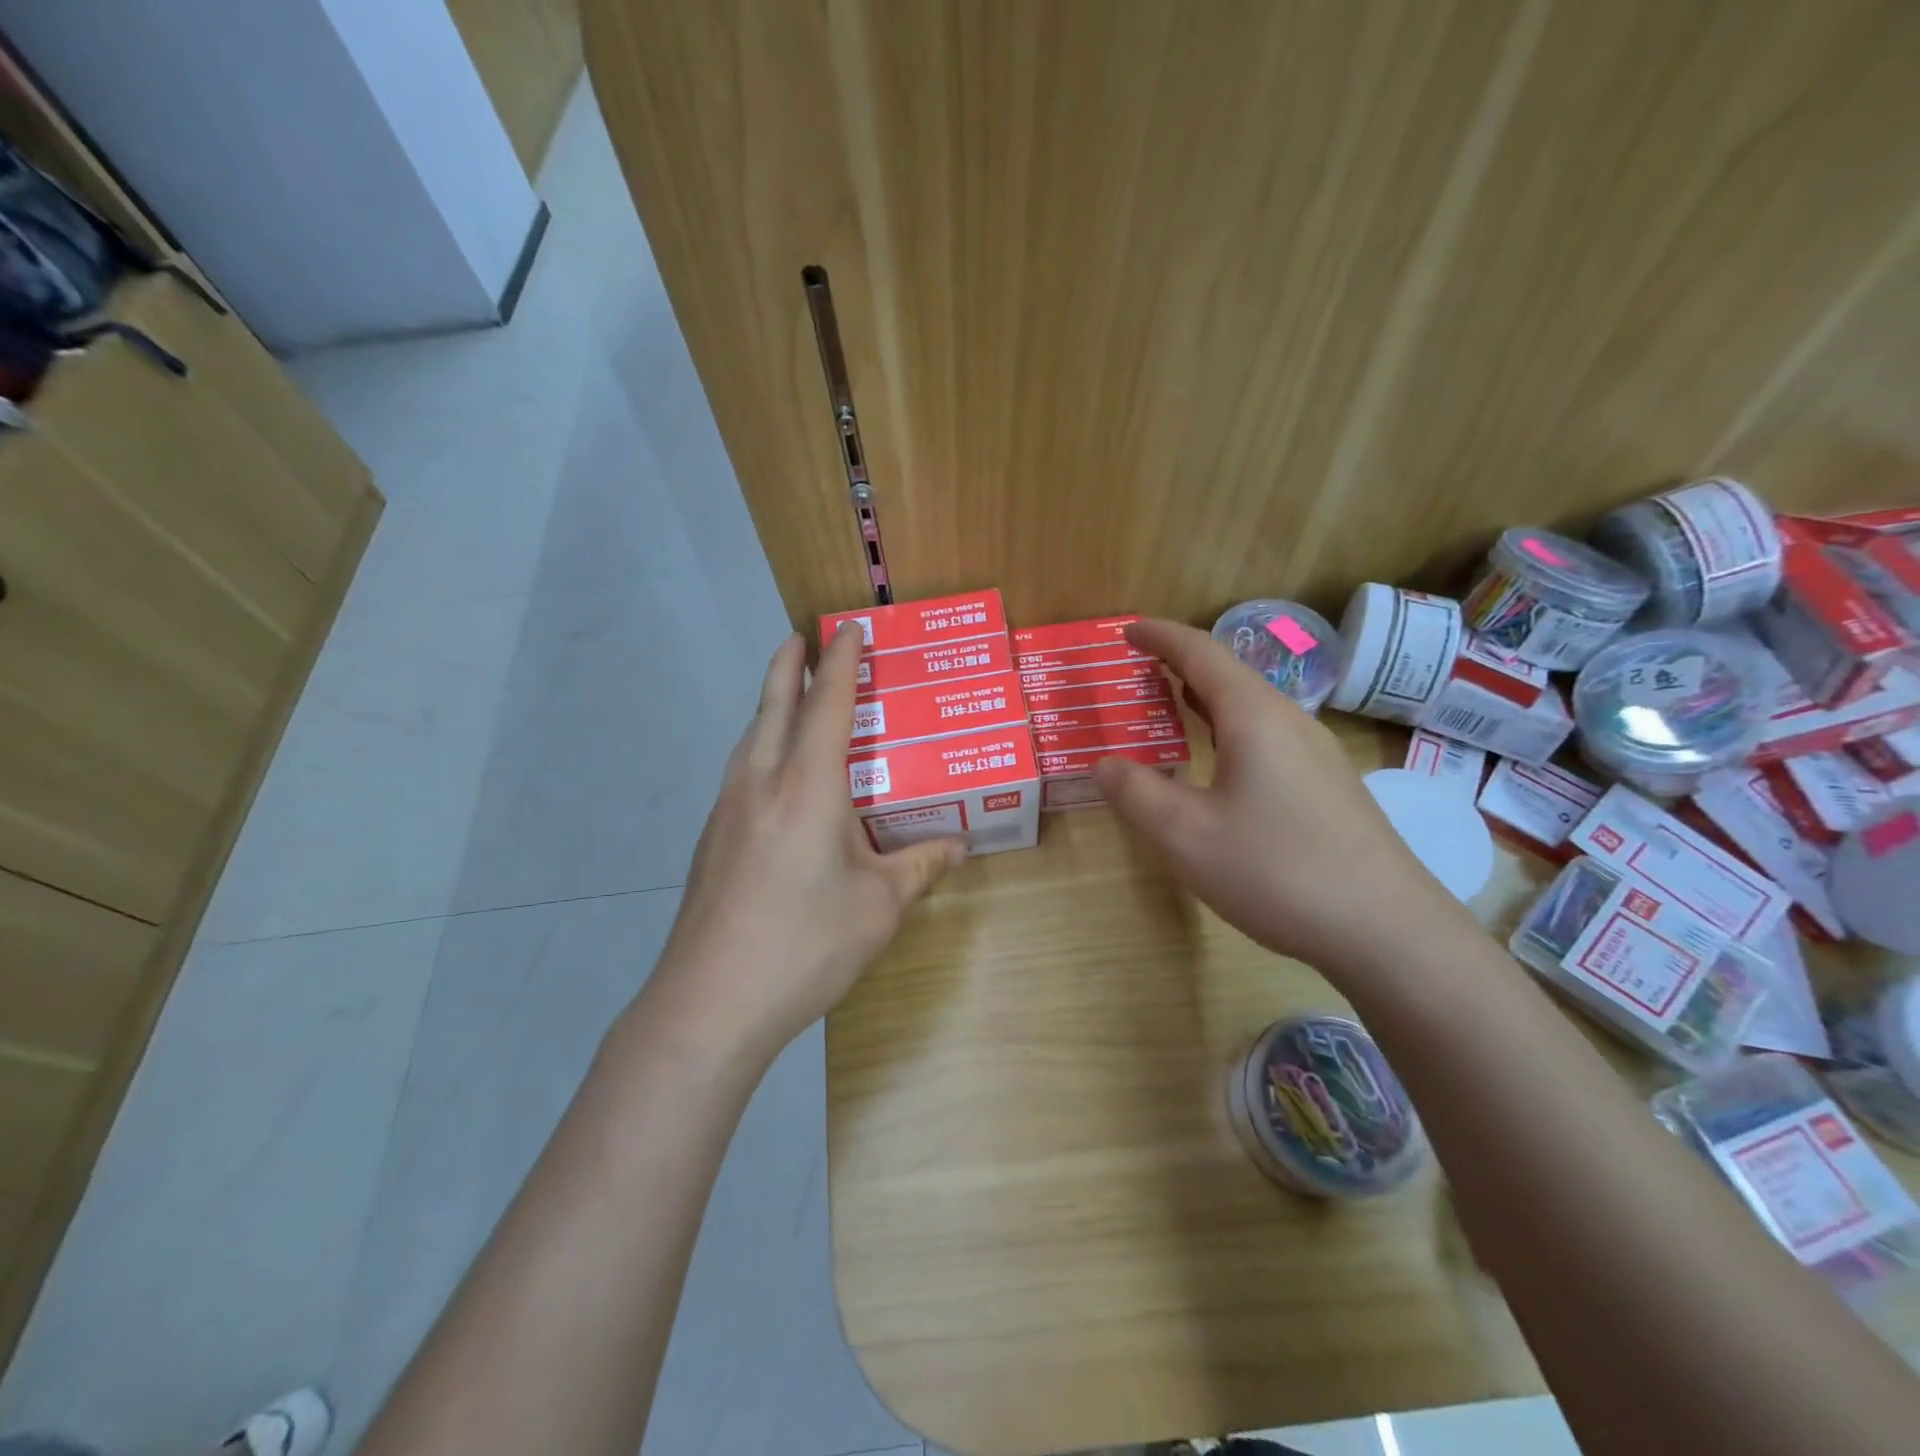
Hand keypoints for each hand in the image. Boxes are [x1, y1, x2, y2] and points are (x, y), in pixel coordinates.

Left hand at [640, 625, 963, 1066]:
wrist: (711, 1001)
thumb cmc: (806, 944)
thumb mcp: (879, 907)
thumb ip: (920, 867)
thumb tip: (959, 846)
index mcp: (809, 787)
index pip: (828, 704)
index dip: (842, 661)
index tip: (850, 628)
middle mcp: (763, 782)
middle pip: (773, 704)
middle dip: (790, 664)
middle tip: (803, 637)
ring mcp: (729, 809)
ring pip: (750, 735)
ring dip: (770, 704)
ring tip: (789, 695)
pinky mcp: (713, 838)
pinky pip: (741, 769)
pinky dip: (760, 745)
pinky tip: (773, 774)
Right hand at [1094, 618, 1462, 971]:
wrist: (1388, 930)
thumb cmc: (1276, 871)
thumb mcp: (1186, 835)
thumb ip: (1137, 793)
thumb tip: (1105, 763)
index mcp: (1254, 717)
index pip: (1201, 653)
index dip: (1161, 636)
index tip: (1126, 629)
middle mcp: (1290, 722)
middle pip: (1230, 674)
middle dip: (1181, 665)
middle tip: (1139, 669)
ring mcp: (1317, 754)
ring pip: (1252, 708)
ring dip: (1207, 699)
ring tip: (1172, 706)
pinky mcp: (1329, 786)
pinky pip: (1268, 736)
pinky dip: (1229, 729)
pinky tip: (1220, 763)